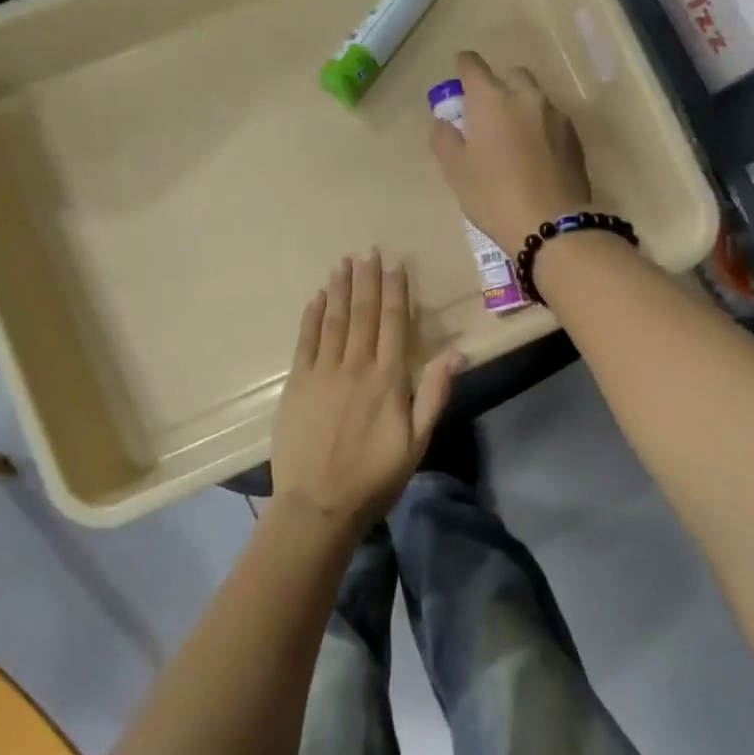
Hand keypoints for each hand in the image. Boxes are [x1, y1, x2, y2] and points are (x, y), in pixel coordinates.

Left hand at [271, 252, 462, 533]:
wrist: (319, 503)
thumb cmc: (375, 476)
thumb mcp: (417, 441)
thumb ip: (434, 393)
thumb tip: (456, 352)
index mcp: (388, 379)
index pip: (393, 323)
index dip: (395, 291)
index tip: (394, 263)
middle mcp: (355, 366)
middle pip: (363, 314)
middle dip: (367, 280)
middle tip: (367, 251)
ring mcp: (323, 373)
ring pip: (334, 320)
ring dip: (340, 289)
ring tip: (343, 263)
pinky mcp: (297, 384)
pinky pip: (305, 341)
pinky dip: (311, 316)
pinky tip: (316, 297)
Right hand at [428, 51, 592, 256]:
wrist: (550, 224)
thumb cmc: (493, 195)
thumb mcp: (456, 171)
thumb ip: (445, 139)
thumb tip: (443, 122)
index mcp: (491, 99)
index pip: (473, 66)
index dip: (464, 68)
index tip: (460, 79)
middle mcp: (526, 97)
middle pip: (512, 75)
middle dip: (499, 86)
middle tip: (489, 115)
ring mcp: (555, 116)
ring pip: (535, 99)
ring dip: (523, 108)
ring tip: (514, 139)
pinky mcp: (575, 138)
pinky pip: (553, 122)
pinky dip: (541, 129)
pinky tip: (536, 157)